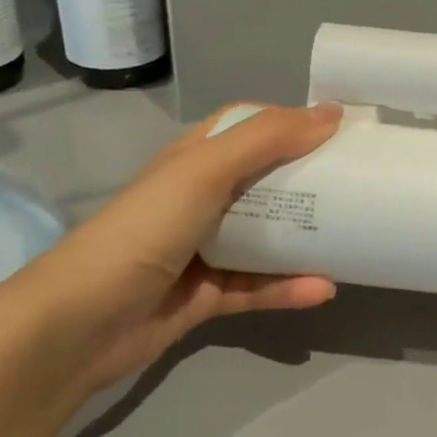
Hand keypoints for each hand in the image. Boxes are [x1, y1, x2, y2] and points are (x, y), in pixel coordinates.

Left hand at [3, 103, 342, 400]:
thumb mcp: (205, 171)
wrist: (78, 325)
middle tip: (358, 181)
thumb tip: (332, 111)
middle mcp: (200, 199)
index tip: (338, 129)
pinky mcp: (207, 297)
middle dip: (310, 180)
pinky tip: (324, 289)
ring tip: (351, 237)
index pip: (249, 126)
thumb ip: (268, 138)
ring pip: (266, 237)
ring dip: (305, 238)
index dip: (290, 122)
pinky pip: (258, 287)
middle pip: (265, 181)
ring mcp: (203, 250)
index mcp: (195, 160)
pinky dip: (288, 288)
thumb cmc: (143, 230)